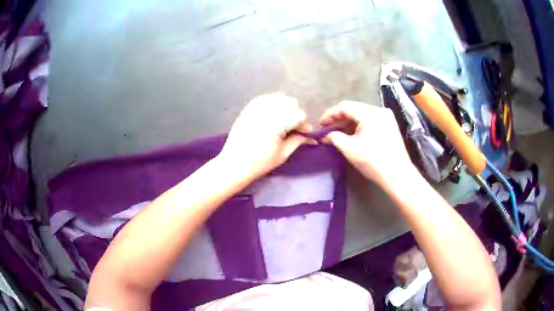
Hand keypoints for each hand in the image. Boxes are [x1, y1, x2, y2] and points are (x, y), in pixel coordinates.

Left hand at [218, 92, 311, 179]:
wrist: (235, 163)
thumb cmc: (260, 162)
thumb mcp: (283, 154)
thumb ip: (298, 141)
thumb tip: (310, 137)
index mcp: (277, 122)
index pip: (300, 115)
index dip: (305, 125)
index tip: (305, 134)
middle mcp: (268, 110)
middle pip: (291, 103)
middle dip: (296, 114)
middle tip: (294, 128)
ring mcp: (257, 107)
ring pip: (279, 97)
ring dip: (284, 107)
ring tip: (283, 121)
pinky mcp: (249, 108)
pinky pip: (265, 98)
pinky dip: (272, 103)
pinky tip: (272, 115)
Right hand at [319, 100, 416, 188]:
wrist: (398, 176)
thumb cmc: (373, 161)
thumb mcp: (350, 149)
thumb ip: (334, 137)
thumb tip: (325, 136)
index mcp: (371, 113)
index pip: (345, 106)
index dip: (329, 115)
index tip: (319, 126)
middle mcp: (379, 111)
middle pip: (354, 109)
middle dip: (338, 119)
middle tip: (326, 130)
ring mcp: (386, 118)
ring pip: (362, 116)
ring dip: (348, 124)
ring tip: (336, 134)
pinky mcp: (389, 127)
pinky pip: (370, 122)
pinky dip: (358, 127)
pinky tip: (351, 136)